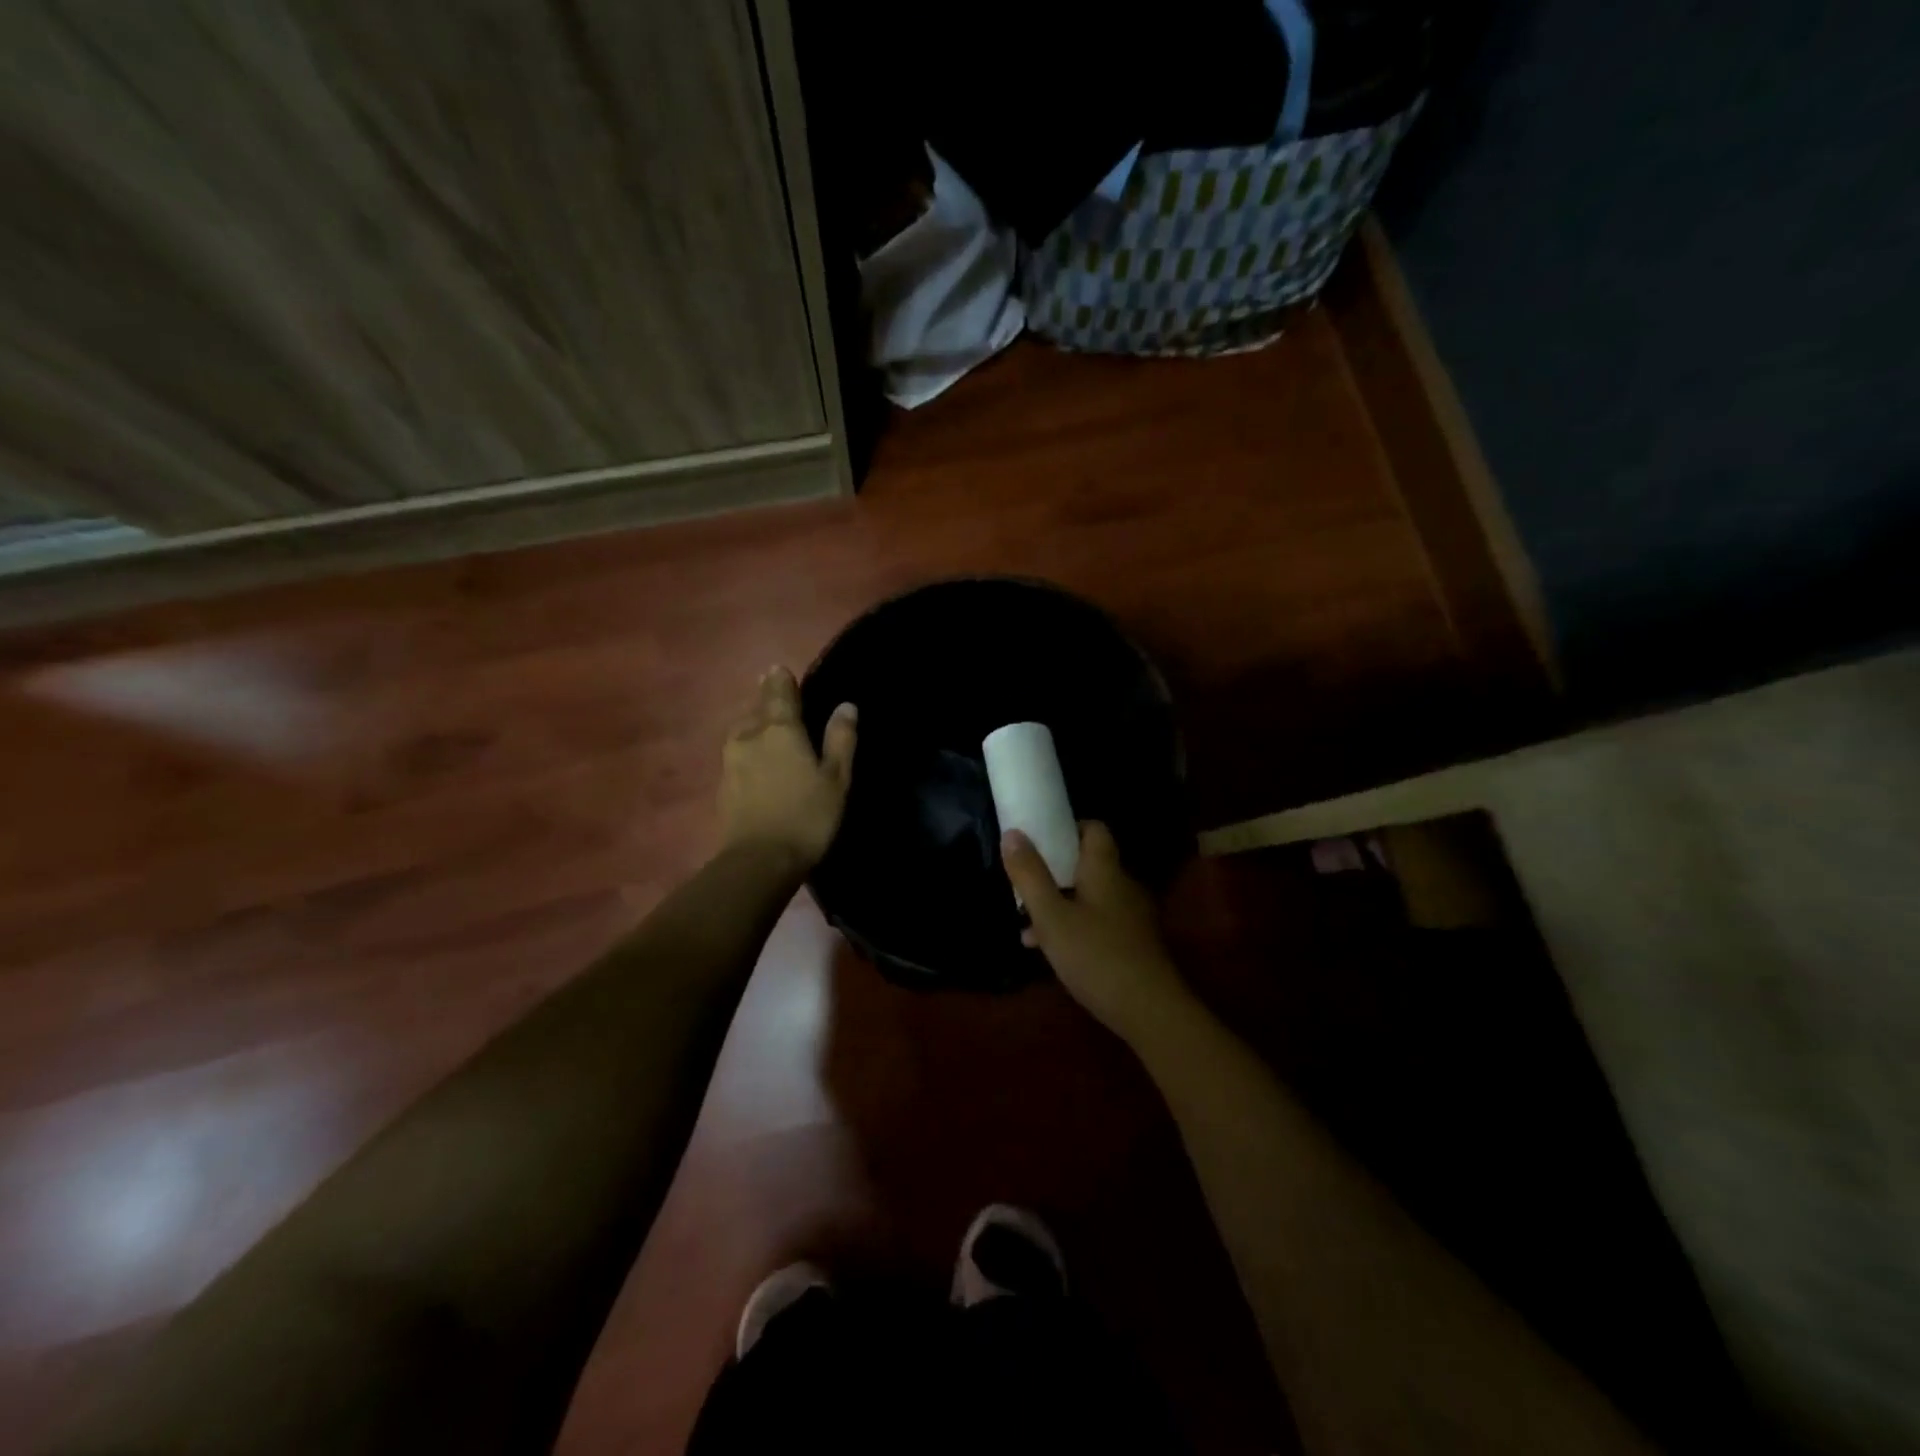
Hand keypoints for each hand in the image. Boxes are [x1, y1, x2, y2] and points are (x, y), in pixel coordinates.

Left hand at [720, 667, 856, 871]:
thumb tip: (846, 705)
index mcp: (780, 730)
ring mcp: (731, 760)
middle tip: (772, 688)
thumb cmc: (807, 816)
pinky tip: (753, 755)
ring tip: (761, 720)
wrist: (759, 860)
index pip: (779, 693)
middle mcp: (750, 736)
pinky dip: (746, 745)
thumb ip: (840, 740)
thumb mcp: (836, 779)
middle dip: (764, 697)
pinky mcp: (723, 784)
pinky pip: (735, 752)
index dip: (781, 680)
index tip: (779, 668)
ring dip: (751, 720)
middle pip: (756, 708)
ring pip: (741, 729)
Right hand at [1002, 822, 1191, 1042]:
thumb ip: (1030, 874)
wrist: (1149, 1011)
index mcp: (1105, 870)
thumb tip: (1012, 832)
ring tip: (1026, 924)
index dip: (1066, 828)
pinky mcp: (1132, 943)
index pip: (1093, 829)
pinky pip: (1097, 921)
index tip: (1038, 839)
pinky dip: (1073, 925)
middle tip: (1024, 883)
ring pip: (1089, 896)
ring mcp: (1131, 915)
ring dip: (1059, 902)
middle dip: (1054, 871)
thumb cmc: (1095, 955)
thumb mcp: (1051, 916)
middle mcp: (1123, 885)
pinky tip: (1048, 950)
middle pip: (1087, 864)